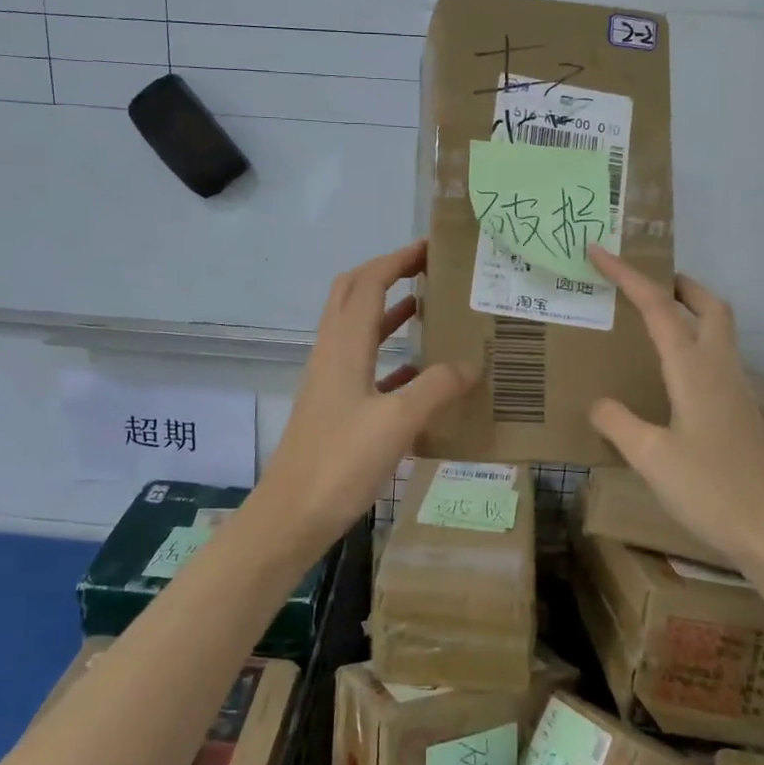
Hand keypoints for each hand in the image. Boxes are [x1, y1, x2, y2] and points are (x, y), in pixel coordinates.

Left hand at [257, 240, 477, 553]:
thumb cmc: (341, 463)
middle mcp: (332, 353)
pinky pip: (364, 366)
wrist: (291, 517)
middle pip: (352, 295)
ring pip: (357, 329)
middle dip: (386, 274)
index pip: (368, 283)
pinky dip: (390, 356)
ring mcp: (330, 380)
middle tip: (425, 270)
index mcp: (343, 346)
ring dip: (387, 311)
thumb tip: (472, 364)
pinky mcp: (334, 407)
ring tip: (428, 308)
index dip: (397, 260)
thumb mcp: (397, 422)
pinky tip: (420, 373)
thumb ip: (436, 387)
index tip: (431, 248)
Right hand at [586, 245, 763, 568]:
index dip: (627, 275)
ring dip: (689, 312)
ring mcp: (736, 390)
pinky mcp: (741, 412)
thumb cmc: (711, 490)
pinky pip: (716, 358)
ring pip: (718, 330)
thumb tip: (599, 403)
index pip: (658, 307)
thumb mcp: (650, 457)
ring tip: (651, 322)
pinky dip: (693, 344)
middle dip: (677, 284)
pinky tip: (671, 375)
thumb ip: (618, 422)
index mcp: (694, 369)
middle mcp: (719, 368)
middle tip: (643, 285)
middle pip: (709, 305)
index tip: (598, 251)